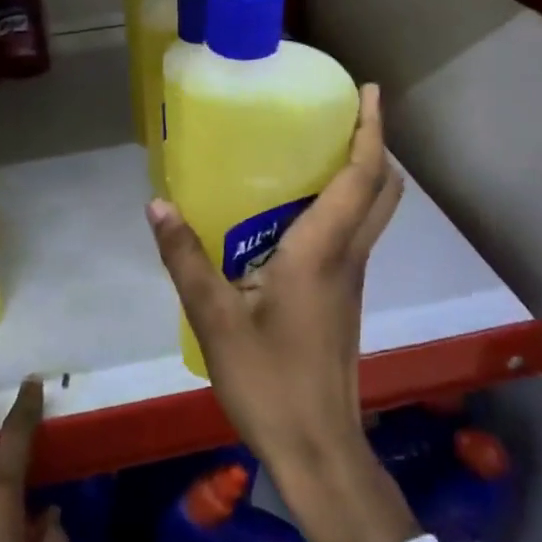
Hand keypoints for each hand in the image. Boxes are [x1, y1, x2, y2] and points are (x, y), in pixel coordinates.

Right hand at [148, 83, 419, 541]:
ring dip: (363, 174)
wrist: (318, 450)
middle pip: (384, 190)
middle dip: (375, 145)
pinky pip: (355, 235)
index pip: (362, 177)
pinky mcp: (342, 299)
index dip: (371, 131)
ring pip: (374, 213)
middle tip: (344, 114)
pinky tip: (299, 211)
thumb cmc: (269, 382)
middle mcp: (348, 257)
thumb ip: (185, 259)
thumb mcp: (215, 319)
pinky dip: (346, 205)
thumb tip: (157, 204)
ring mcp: (350, 280)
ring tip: (319, 148)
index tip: (370, 92)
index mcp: (323, 251)